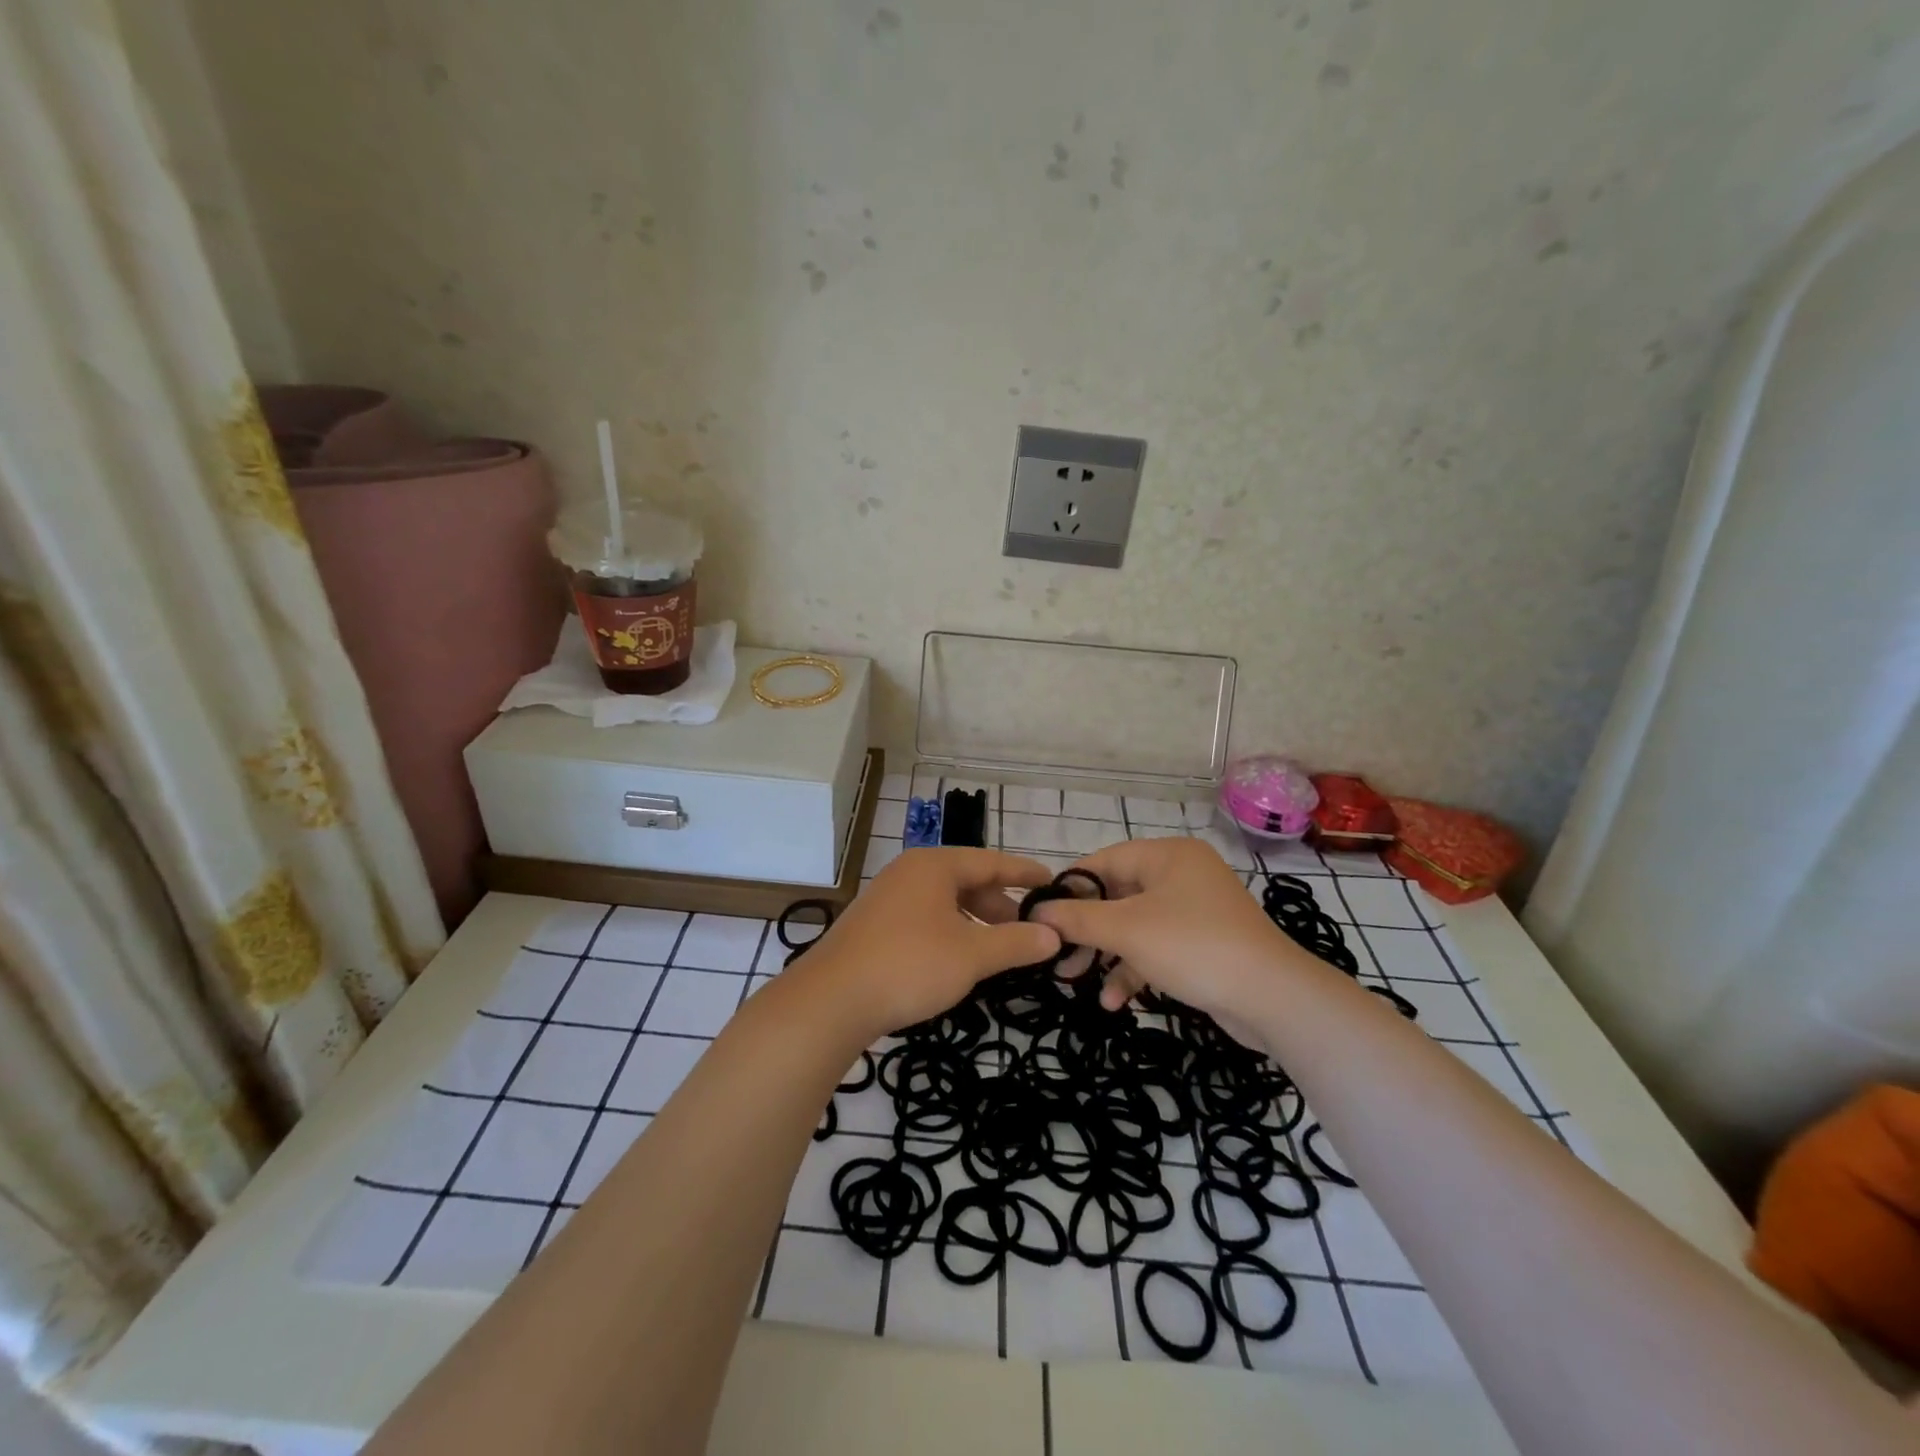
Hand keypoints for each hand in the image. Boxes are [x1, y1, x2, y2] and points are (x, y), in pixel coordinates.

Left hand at [793, 848, 1060, 1042]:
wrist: (831, 1000)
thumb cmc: (909, 965)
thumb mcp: (972, 955)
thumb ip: (1016, 943)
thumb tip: (1054, 935)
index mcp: (934, 866)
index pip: (991, 861)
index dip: (1024, 874)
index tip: (1053, 884)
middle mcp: (910, 872)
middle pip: (967, 880)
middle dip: (1000, 905)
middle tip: (1028, 932)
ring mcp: (888, 897)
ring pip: (945, 902)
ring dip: (975, 922)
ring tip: (997, 951)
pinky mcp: (874, 924)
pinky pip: (925, 918)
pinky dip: (950, 932)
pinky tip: (958, 960)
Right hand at [1029, 837, 1322, 1039]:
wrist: (1273, 998)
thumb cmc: (1194, 947)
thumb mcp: (1127, 930)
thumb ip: (1077, 918)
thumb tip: (1036, 911)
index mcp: (1166, 855)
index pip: (1103, 861)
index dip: (1069, 887)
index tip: (1039, 916)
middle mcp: (1181, 875)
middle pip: (1117, 895)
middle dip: (1086, 930)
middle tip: (1056, 956)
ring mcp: (1195, 910)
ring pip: (1134, 925)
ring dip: (1106, 954)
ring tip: (1075, 981)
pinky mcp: (1203, 943)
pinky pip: (1157, 947)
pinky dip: (1134, 969)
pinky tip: (1115, 1002)